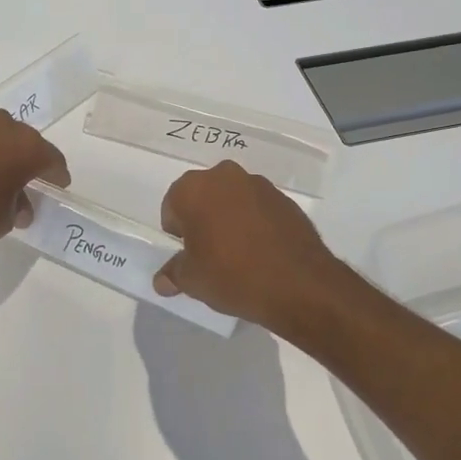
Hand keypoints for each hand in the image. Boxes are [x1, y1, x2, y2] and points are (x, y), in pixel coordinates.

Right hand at [154, 161, 351, 334]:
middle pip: (203, 197)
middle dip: (203, 219)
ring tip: (238, 253)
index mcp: (193, 189)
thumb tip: (162, 280)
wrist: (298, 283)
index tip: (189, 254)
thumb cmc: (231, 275)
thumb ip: (173, 273)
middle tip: (210, 252)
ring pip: (232, 199)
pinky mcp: (284, 198)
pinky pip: (258, 208)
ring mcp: (258, 184)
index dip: (178, 233)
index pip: (172, 206)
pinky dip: (255, 223)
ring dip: (229, 218)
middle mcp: (224, 176)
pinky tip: (261, 251)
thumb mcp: (192, 280)